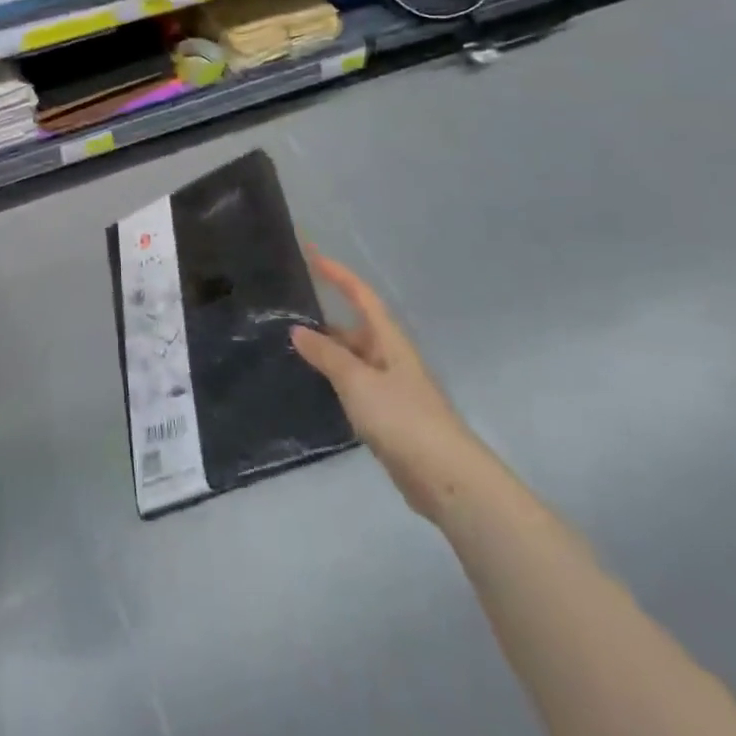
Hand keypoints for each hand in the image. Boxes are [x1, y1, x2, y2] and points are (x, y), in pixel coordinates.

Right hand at [291, 246, 493, 520]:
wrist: (447, 480)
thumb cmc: (402, 418)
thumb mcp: (357, 381)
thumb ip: (326, 355)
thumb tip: (297, 330)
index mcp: (389, 340)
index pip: (361, 296)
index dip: (338, 274)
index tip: (311, 255)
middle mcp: (391, 358)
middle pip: (356, 327)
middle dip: (326, 317)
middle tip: (287, 311)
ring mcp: (392, 389)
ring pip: (354, 359)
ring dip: (327, 351)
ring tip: (290, 346)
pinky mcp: (389, 417)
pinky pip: (355, 386)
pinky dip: (334, 379)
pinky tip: (314, 386)